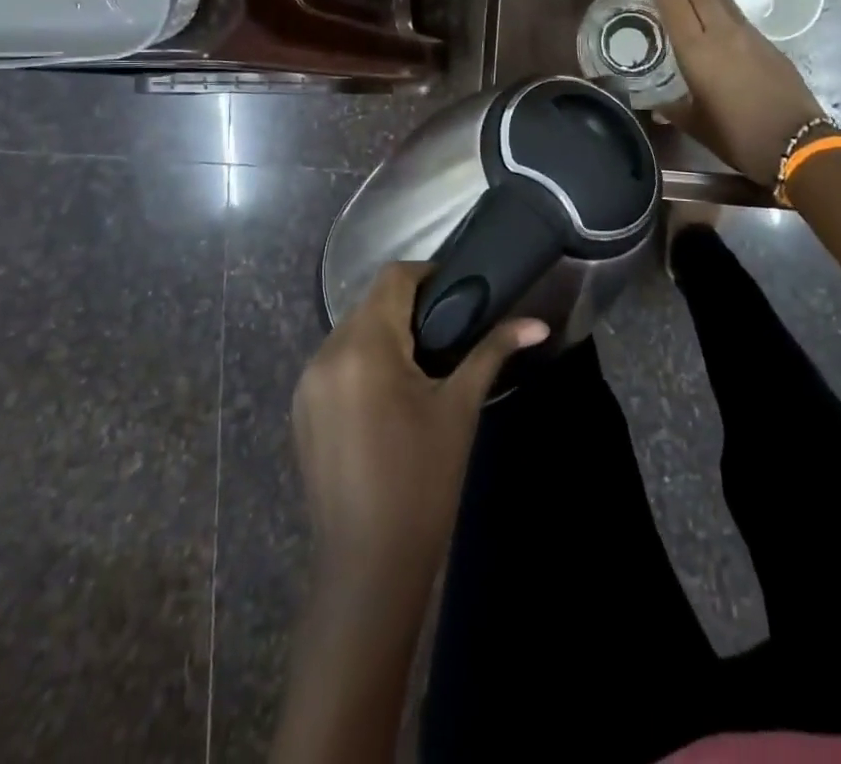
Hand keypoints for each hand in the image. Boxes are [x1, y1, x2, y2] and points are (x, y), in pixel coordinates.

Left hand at [291, 263, 547, 589]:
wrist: (369, 567)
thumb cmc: (423, 481)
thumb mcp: (460, 408)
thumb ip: (493, 352)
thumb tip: (538, 324)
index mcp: (364, 346)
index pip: (392, 277)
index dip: (427, 274)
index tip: (457, 293)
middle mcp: (326, 353)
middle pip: (370, 303)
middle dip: (408, 308)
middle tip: (448, 331)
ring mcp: (307, 383)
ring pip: (351, 332)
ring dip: (385, 335)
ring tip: (421, 364)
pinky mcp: (301, 409)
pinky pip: (335, 362)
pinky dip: (363, 361)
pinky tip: (388, 395)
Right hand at [639, 0, 826, 185]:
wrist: (797, 142)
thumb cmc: (739, 136)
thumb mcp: (696, 125)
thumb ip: (674, 110)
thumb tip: (657, 106)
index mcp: (698, 51)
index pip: (674, 4)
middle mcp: (722, 34)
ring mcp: (749, 35)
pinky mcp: (767, 43)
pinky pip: (735, 12)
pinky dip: (717, 1)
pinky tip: (711, 9)